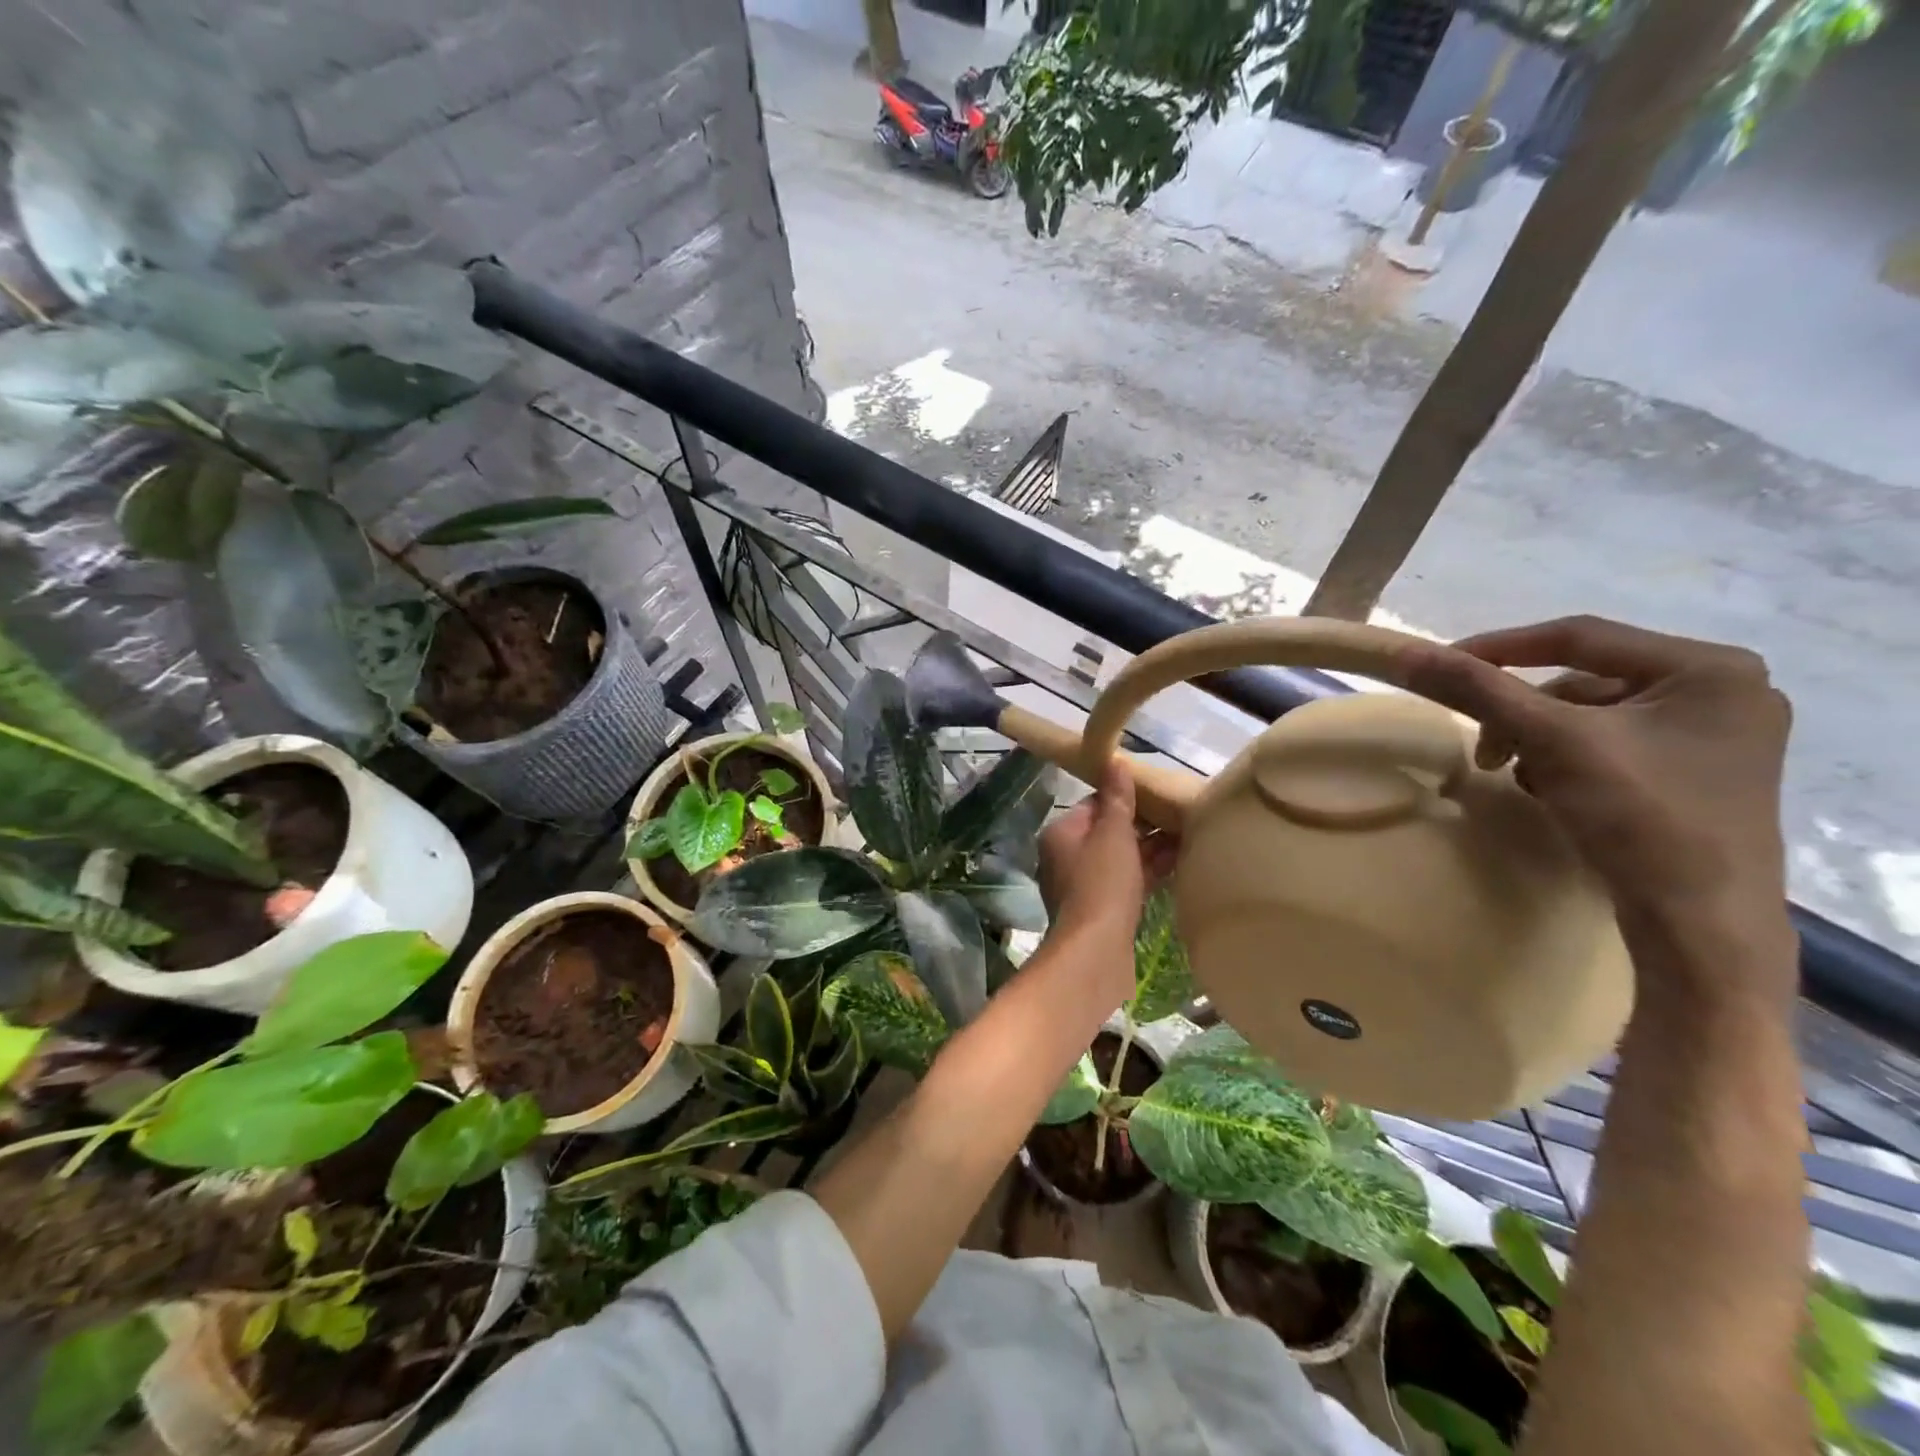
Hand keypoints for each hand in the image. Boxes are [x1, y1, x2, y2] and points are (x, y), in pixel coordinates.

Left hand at [1036, 763, 1177, 1002]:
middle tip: (1179, 812)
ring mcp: (1086, 886)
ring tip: (1189, 833)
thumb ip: (1117, 799)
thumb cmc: (1102, 884)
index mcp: (1062, 834)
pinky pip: (1129, 881)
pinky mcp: (1104, 910)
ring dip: (1151, 848)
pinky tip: (1181, 862)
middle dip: (1143, 824)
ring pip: (1122, 858)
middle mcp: (1068, 857)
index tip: (1158, 793)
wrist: (1097, 952)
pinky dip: (1150, 871)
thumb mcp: (1112, 834)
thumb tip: (1113, 761)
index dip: (1126, 798)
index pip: (1095, 805)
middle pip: (1109, 832)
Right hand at [1400, 616, 1791, 937]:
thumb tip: (1404, 652)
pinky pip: (1611, 744)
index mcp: (1709, 668)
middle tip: (1485, 751)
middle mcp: (1724, 690)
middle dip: (1522, 713)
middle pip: (1583, 679)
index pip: (1579, 637)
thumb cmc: (1641, 818)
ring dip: (1539, 739)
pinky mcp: (1698, 774)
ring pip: (1591, 715)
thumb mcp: (1550, 742)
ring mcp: (1716, 736)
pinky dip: (1567, 760)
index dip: (1500, 647)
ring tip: (1519, 777)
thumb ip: (1477, 690)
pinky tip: (1554, 791)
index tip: (1440, 665)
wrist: (1700, 926)